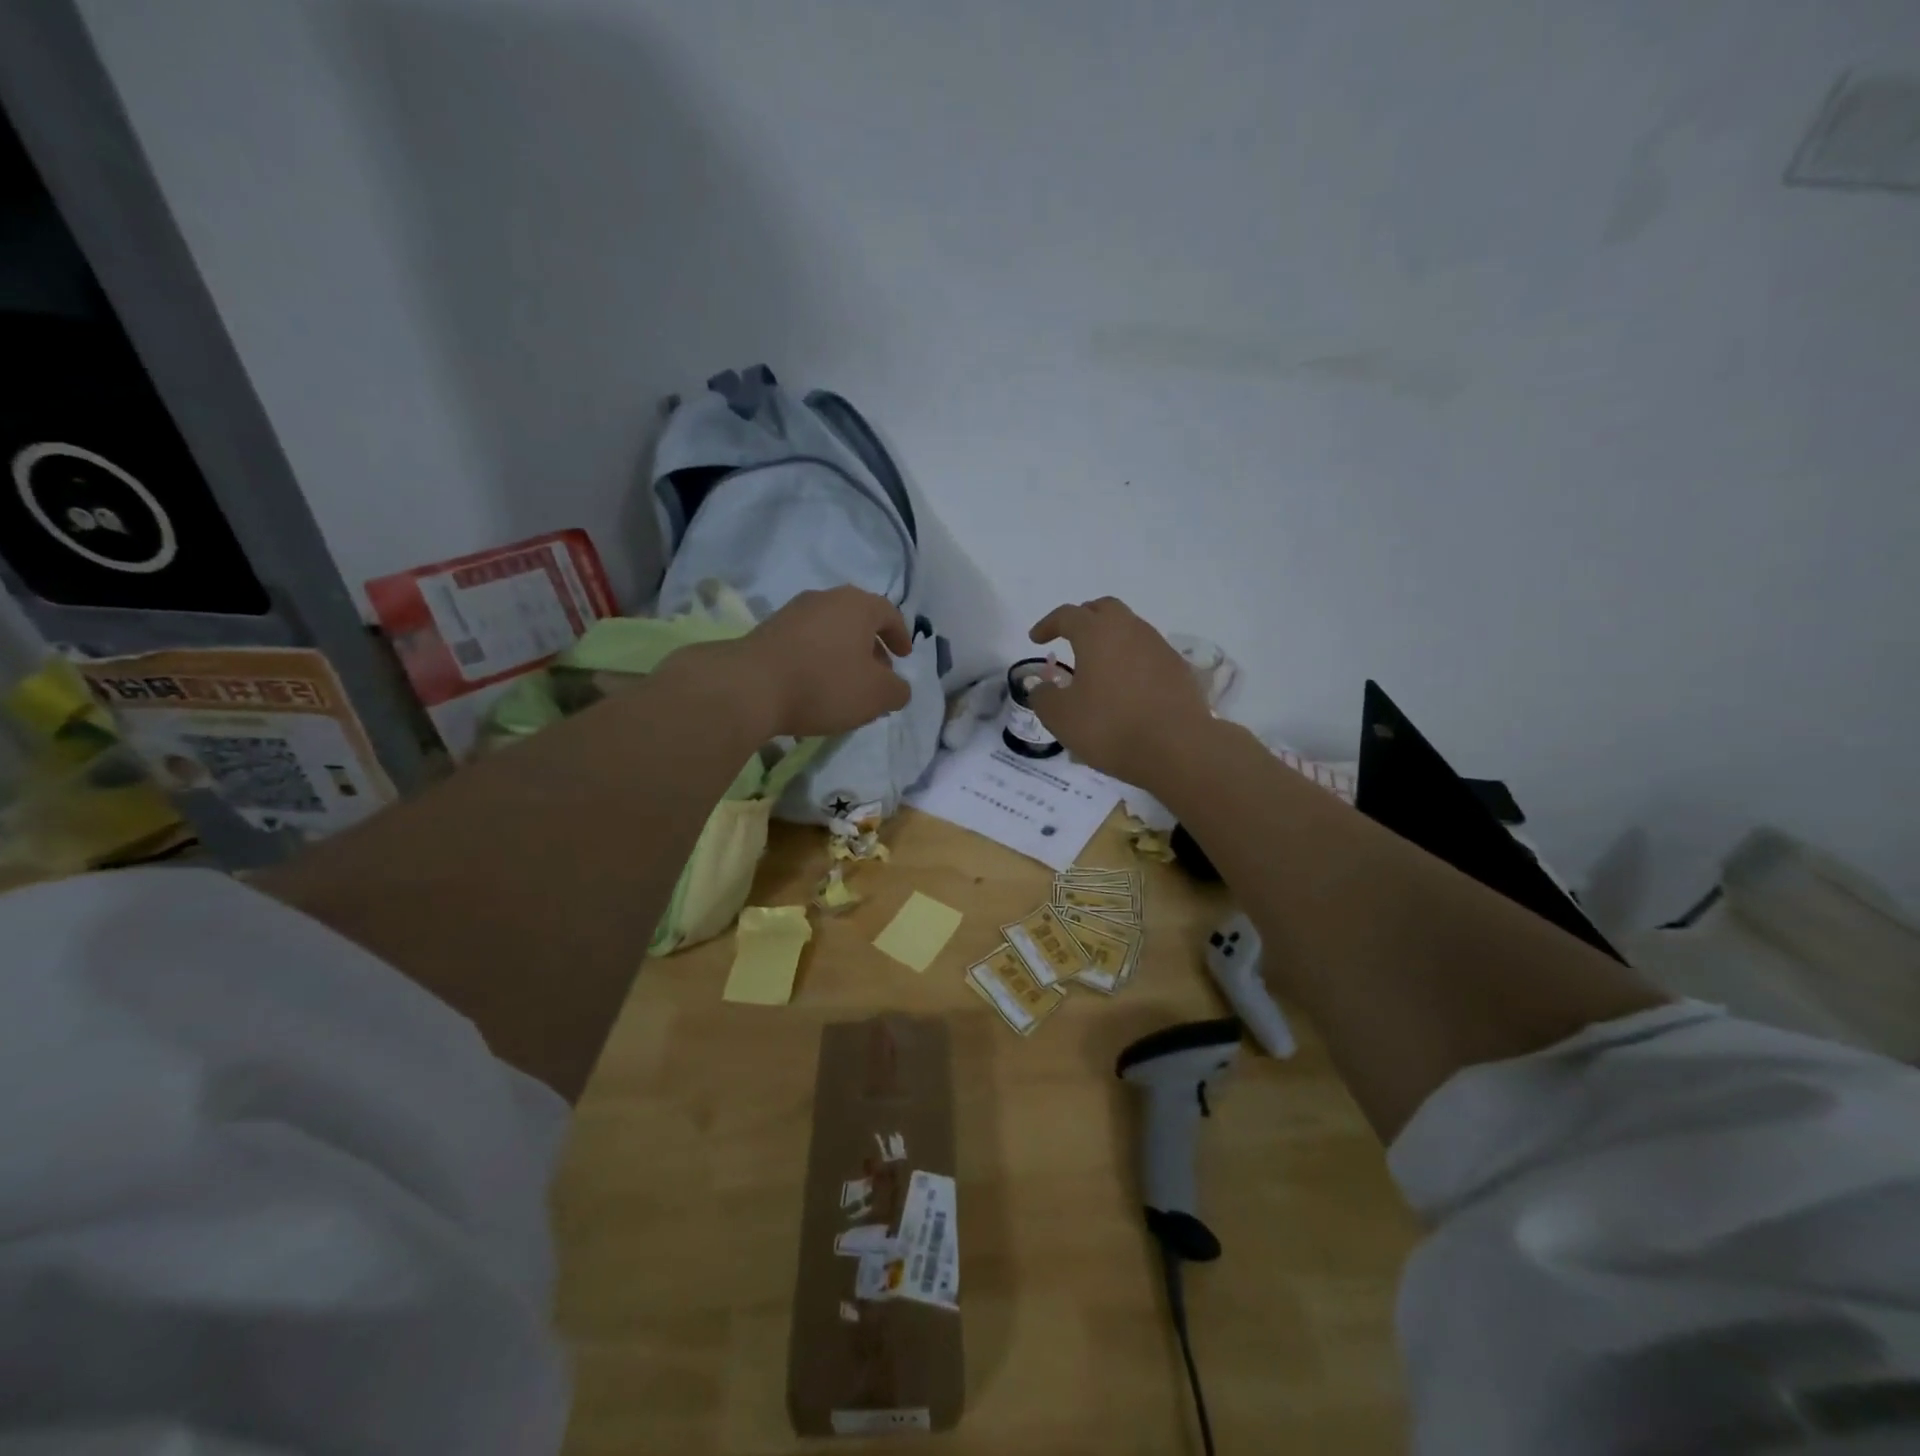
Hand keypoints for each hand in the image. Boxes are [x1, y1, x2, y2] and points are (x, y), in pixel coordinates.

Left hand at [731, 586, 913, 737]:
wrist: (750, 687)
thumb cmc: (825, 684)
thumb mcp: (876, 695)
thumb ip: (897, 691)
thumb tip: (897, 688)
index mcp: (857, 605)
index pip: (889, 613)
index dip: (901, 636)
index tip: (904, 657)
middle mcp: (825, 599)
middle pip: (858, 621)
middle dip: (872, 648)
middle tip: (879, 675)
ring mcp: (792, 612)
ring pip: (830, 632)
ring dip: (844, 655)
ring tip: (847, 686)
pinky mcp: (768, 631)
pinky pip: (806, 642)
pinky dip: (819, 660)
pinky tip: (815, 687)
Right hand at [1025, 597, 1209, 783]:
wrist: (1178, 748)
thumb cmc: (1110, 727)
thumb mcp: (1061, 718)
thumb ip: (1043, 697)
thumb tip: (1041, 686)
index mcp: (1097, 633)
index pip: (1067, 615)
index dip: (1048, 625)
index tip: (1036, 639)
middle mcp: (1130, 629)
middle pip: (1104, 610)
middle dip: (1083, 619)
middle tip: (1070, 638)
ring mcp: (1159, 647)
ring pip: (1129, 629)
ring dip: (1110, 640)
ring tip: (1098, 665)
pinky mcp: (1178, 669)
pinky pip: (1148, 653)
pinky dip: (1131, 660)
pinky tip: (1126, 686)